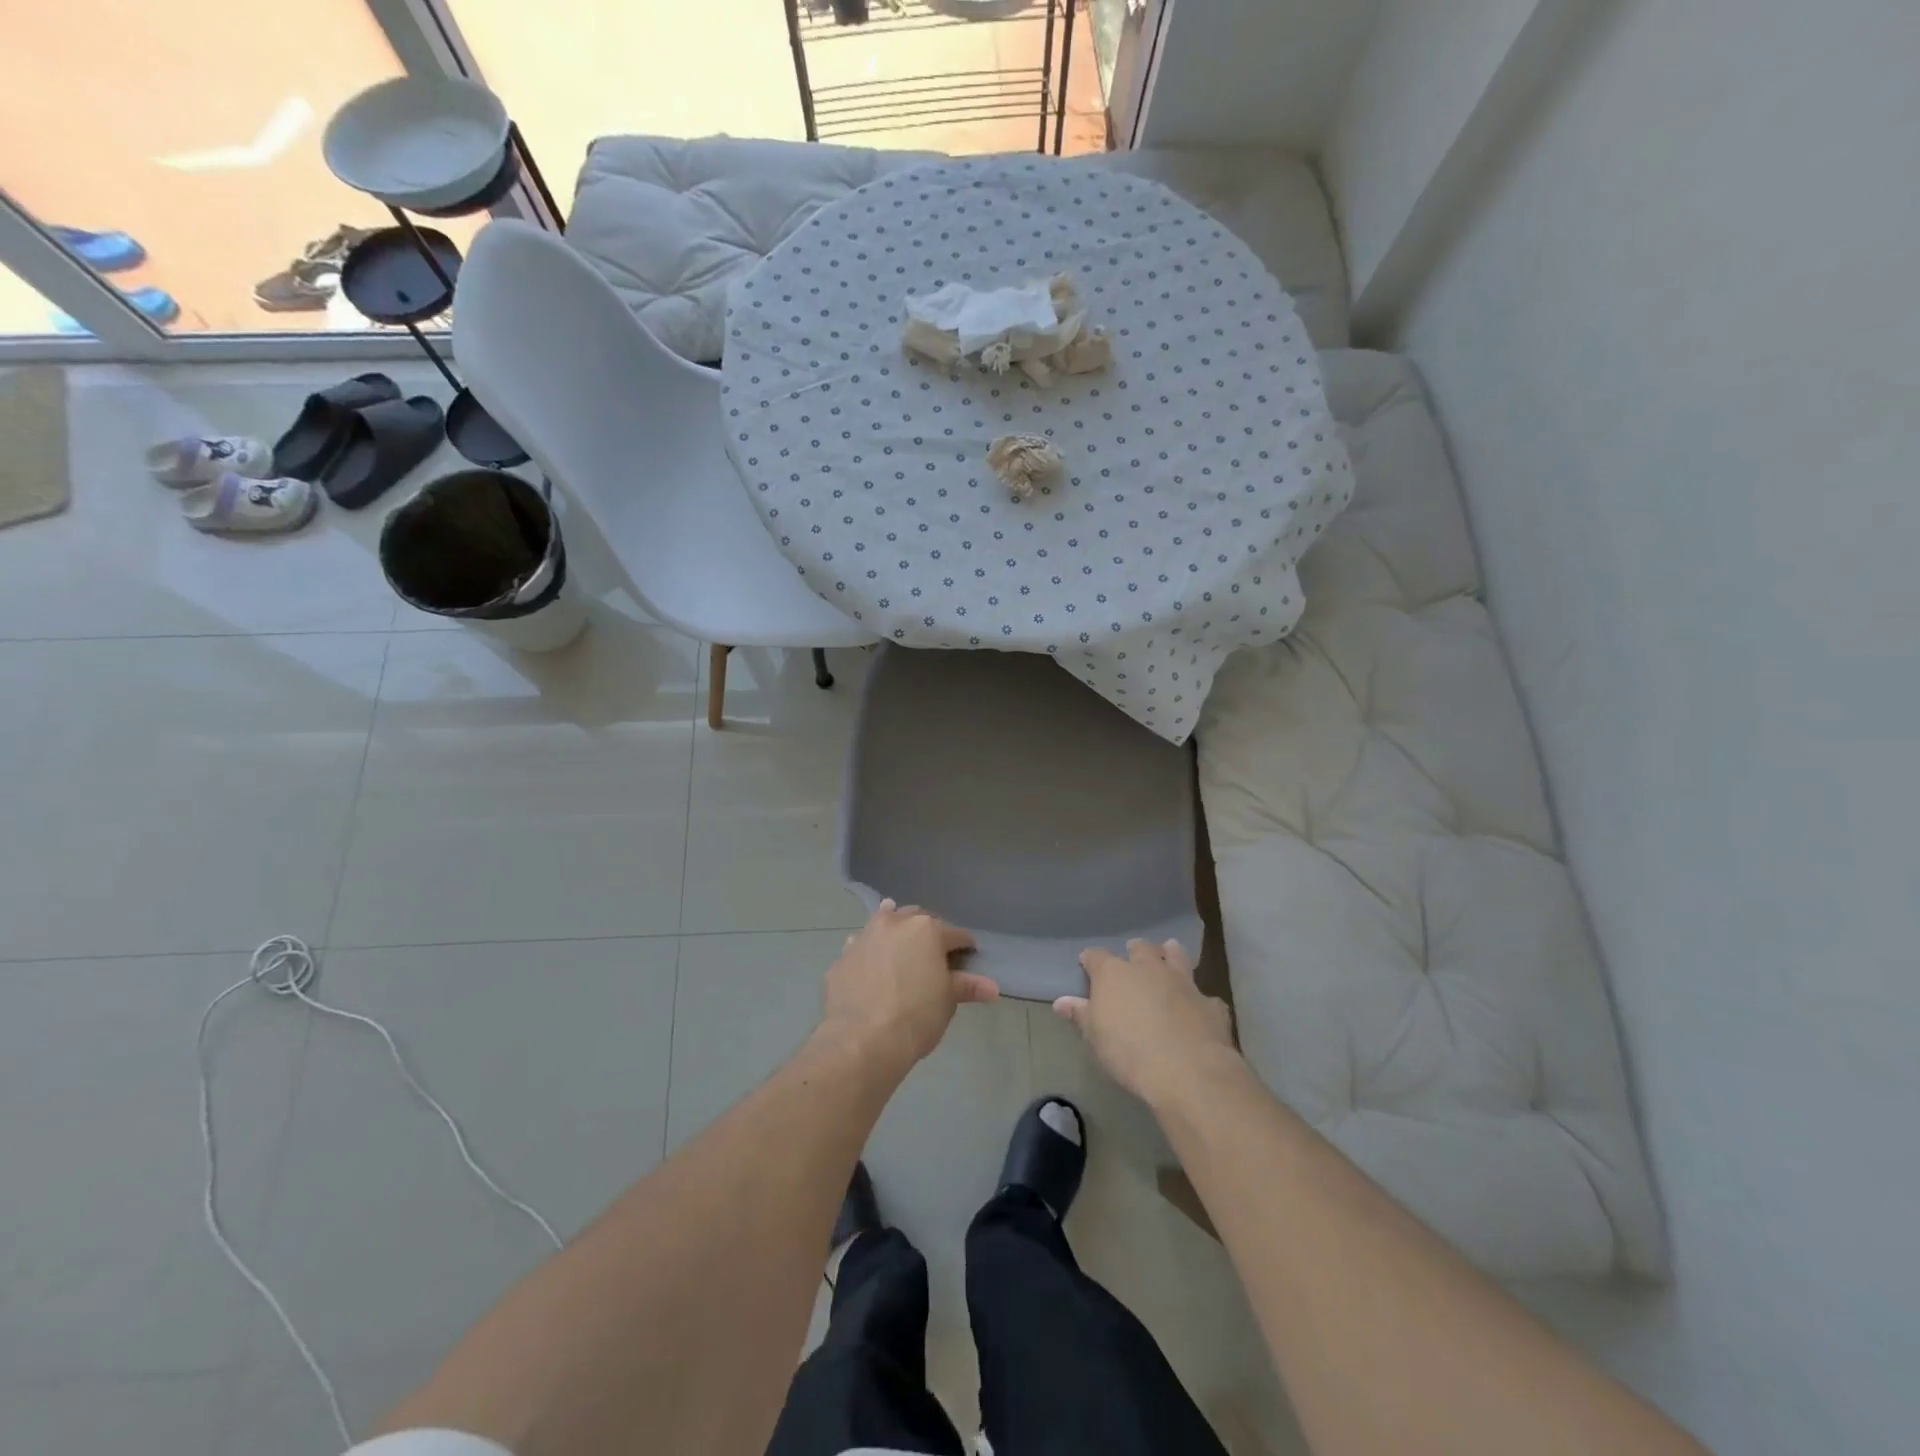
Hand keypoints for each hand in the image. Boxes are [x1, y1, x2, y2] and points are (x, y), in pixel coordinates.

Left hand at [818, 900, 996, 1076]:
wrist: (862, 1040)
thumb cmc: (916, 1016)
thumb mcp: (947, 1001)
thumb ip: (967, 986)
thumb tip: (993, 988)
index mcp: (927, 929)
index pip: (955, 934)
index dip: (964, 946)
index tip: (968, 957)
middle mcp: (894, 924)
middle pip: (917, 918)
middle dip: (927, 931)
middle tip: (933, 952)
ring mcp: (864, 937)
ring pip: (883, 923)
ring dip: (894, 930)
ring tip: (899, 944)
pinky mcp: (841, 958)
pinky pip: (859, 947)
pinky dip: (868, 952)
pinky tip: (870, 967)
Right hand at [1055, 939, 1235, 1105]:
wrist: (1187, 1071)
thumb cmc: (1129, 1052)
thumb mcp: (1095, 1037)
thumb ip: (1081, 1015)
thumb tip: (1061, 1001)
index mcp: (1115, 974)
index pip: (1097, 957)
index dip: (1091, 959)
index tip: (1086, 963)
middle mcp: (1149, 969)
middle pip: (1141, 949)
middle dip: (1136, 950)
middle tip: (1133, 954)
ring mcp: (1183, 983)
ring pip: (1177, 957)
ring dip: (1171, 954)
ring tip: (1169, 952)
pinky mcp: (1210, 1004)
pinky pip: (1205, 996)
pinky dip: (1200, 999)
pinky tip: (1200, 1008)